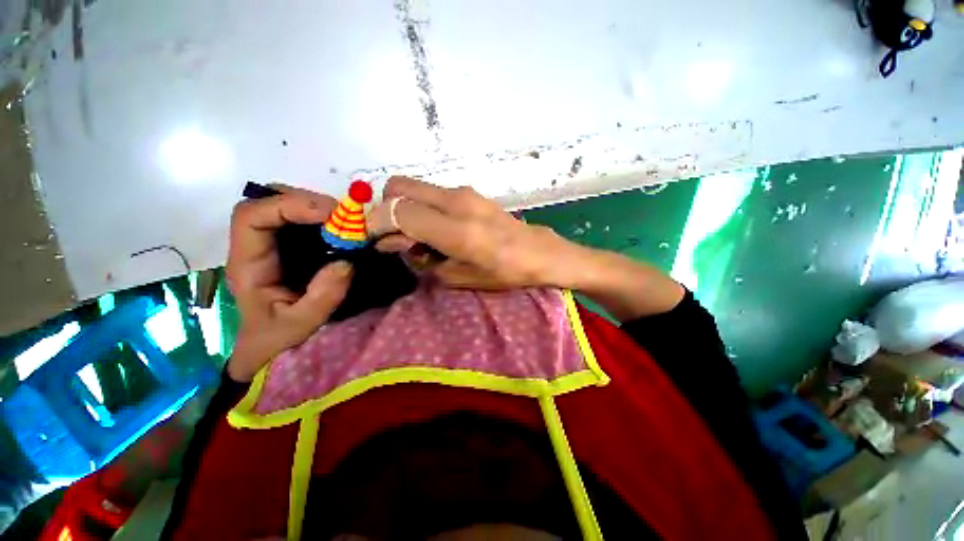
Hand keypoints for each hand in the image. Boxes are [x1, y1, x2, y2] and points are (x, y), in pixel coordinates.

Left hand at [225, 188, 353, 381]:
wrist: (268, 343)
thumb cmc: (277, 336)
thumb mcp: (300, 325)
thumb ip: (322, 298)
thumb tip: (345, 262)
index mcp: (248, 264)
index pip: (251, 217)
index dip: (287, 206)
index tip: (329, 214)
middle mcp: (255, 246)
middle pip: (267, 202)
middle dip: (306, 201)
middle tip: (343, 216)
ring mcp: (271, 244)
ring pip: (284, 205)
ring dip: (317, 207)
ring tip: (346, 222)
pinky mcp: (288, 246)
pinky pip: (301, 220)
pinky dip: (323, 218)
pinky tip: (341, 229)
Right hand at [369, 177, 578, 289]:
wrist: (539, 253)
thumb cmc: (504, 272)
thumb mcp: (459, 276)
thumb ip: (422, 257)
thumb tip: (395, 242)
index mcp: (456, 230)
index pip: (398, 211)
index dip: (375, 223)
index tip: (369, 238)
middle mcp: (456, 202)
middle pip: (398, 186)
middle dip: (384, 208)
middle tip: (392, 235)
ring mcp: (463, 192)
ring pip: (413, 186)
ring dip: (403, 207)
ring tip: (416, 236)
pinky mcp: (469, 192)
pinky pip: (431, 193)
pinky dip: (421, 206)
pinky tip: (434, 228)